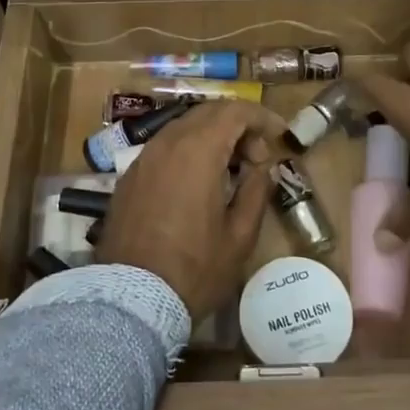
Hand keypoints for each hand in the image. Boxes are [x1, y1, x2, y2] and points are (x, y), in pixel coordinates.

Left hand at [96, 101, 284, 319]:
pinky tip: (199, 181)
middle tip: (257, 157)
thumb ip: (256, 191)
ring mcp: (144, 157)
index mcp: (198, 151)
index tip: (279, 136)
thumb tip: (262, 167)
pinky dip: (189, 150)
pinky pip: (165, 147)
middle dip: (238, 125)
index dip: (262, 117)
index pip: (235, 111)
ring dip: (212, 136)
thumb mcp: (239, 236)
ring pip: (184, 126)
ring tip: (230, 169)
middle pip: (208, 112)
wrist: (131, 298)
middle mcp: (168, 143)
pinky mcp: (130, 176)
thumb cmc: (194, 269)